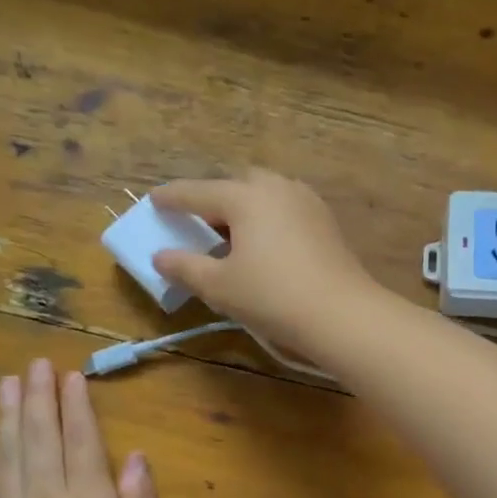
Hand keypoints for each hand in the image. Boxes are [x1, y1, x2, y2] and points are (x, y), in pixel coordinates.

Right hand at [151, 170, 381, 351]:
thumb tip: (161, 256)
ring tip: (232, 235)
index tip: (154, 201)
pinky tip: (266, 245)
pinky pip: (286, 209)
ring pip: (265, 194)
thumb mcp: (220, 287)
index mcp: (245, 196)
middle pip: (235, 184)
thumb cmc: (273, 297)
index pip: (197, 191)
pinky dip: (268, 218)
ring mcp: (306, 201)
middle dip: (213, 199)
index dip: (172, 198)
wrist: (342, 314)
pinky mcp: (326, 221)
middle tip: (198, 222)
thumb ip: (185, 267)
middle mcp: (276, 188)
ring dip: (244, 207)